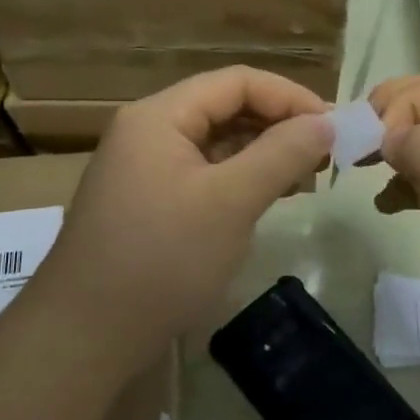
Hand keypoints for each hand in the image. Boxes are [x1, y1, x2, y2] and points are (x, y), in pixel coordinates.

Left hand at [32, 67, 333, 371]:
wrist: (85, 337)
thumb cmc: (162, 260)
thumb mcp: (230, 202)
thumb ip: (281, 154)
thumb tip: (327, 122)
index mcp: (160, 116)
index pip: (236, 82)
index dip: (290, 97)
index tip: (334, 128)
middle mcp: (148, 131)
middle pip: (225, 108)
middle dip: (278, 126)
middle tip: (325, 157)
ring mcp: (144, 169)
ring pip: (216, 143)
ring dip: (262, 154)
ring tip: (305, 180)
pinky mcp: (148, 203)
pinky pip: (203, 174)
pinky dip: (239, 180)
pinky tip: (267, 199)